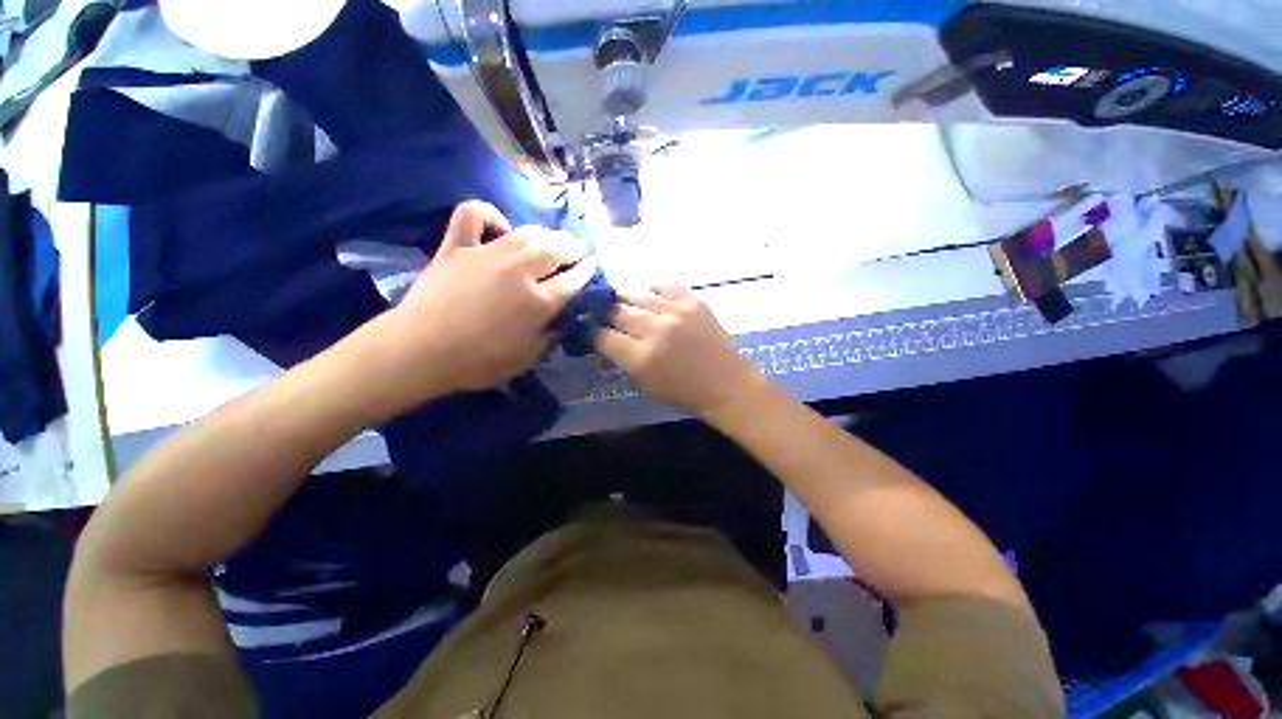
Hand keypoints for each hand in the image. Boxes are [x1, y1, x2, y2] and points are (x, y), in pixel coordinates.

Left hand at [375, 201, 596, 397]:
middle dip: (573, 248)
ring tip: (551, 241)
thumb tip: (559, 321)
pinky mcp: (457, 247)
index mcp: (539, 302)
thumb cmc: (477, 362)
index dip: (587, 271)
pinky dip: (488, 214)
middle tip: (577, 252)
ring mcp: (487, 254)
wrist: (418, 351)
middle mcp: (520, 271)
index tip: (593, 266)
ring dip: (546, 234)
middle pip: (557, 249)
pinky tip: (498, 226)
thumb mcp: (526, 358)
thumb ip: (548, 336)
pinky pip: (473, 215)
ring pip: (527, 232)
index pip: (574, 280)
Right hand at [595, 283, 764, 416]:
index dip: (595, 335)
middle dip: (607, 316)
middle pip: (617, 313)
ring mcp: (676, 312)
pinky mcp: (693, 301)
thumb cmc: (684, 392)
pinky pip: (665, 285)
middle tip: (607, 318)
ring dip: (625, 301)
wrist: (726, 383)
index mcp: (642, 358)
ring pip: (636, 295)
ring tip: (624, 304)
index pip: (604, 337)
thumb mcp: (645, 385)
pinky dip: (653, 289)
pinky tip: (651, 296)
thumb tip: (607, 340)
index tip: (595, 333)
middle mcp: (655, 330)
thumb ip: (623, 361)